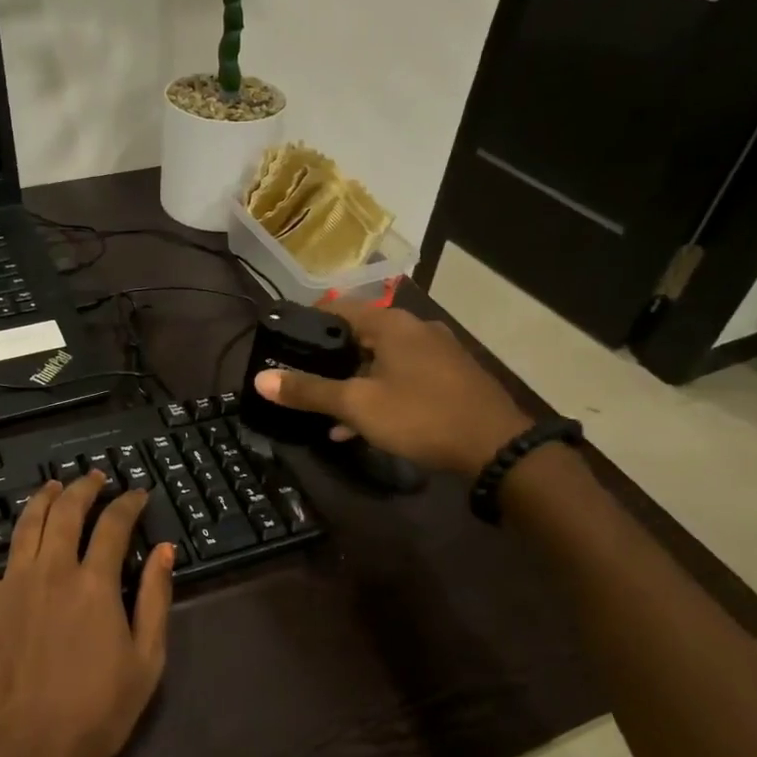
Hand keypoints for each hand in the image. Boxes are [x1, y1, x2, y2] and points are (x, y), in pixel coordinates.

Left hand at [0, 473, 174, 756]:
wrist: (27, 753)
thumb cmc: (96, 712)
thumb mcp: (146, 660)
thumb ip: (156, 599)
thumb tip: (165, 551)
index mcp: (95, 582)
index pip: (114, 525)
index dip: (128, 504)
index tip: (137, 494)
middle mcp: (52, 569)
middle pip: (67, 511)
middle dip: (85, 488)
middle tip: (96, 477)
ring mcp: (11, 583)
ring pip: (25, 523)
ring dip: (42, 498)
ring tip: (53, 485)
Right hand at [254, 303, 533, 475]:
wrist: (496, 447)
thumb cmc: (420, 415)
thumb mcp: (357, 405)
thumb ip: (309, 391)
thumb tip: (261, 380)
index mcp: (391, 324)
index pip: (338, 309)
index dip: (308, 324)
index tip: (284, 344)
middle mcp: (416, 329)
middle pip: (360, 336)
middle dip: (330, 361)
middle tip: (303, 381)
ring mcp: (438, 353)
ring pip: (382, 361)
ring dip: (355, 383)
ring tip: (328, 412)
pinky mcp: (451, 377)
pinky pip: (404, 377)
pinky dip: (381, 393)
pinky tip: (363, 426)